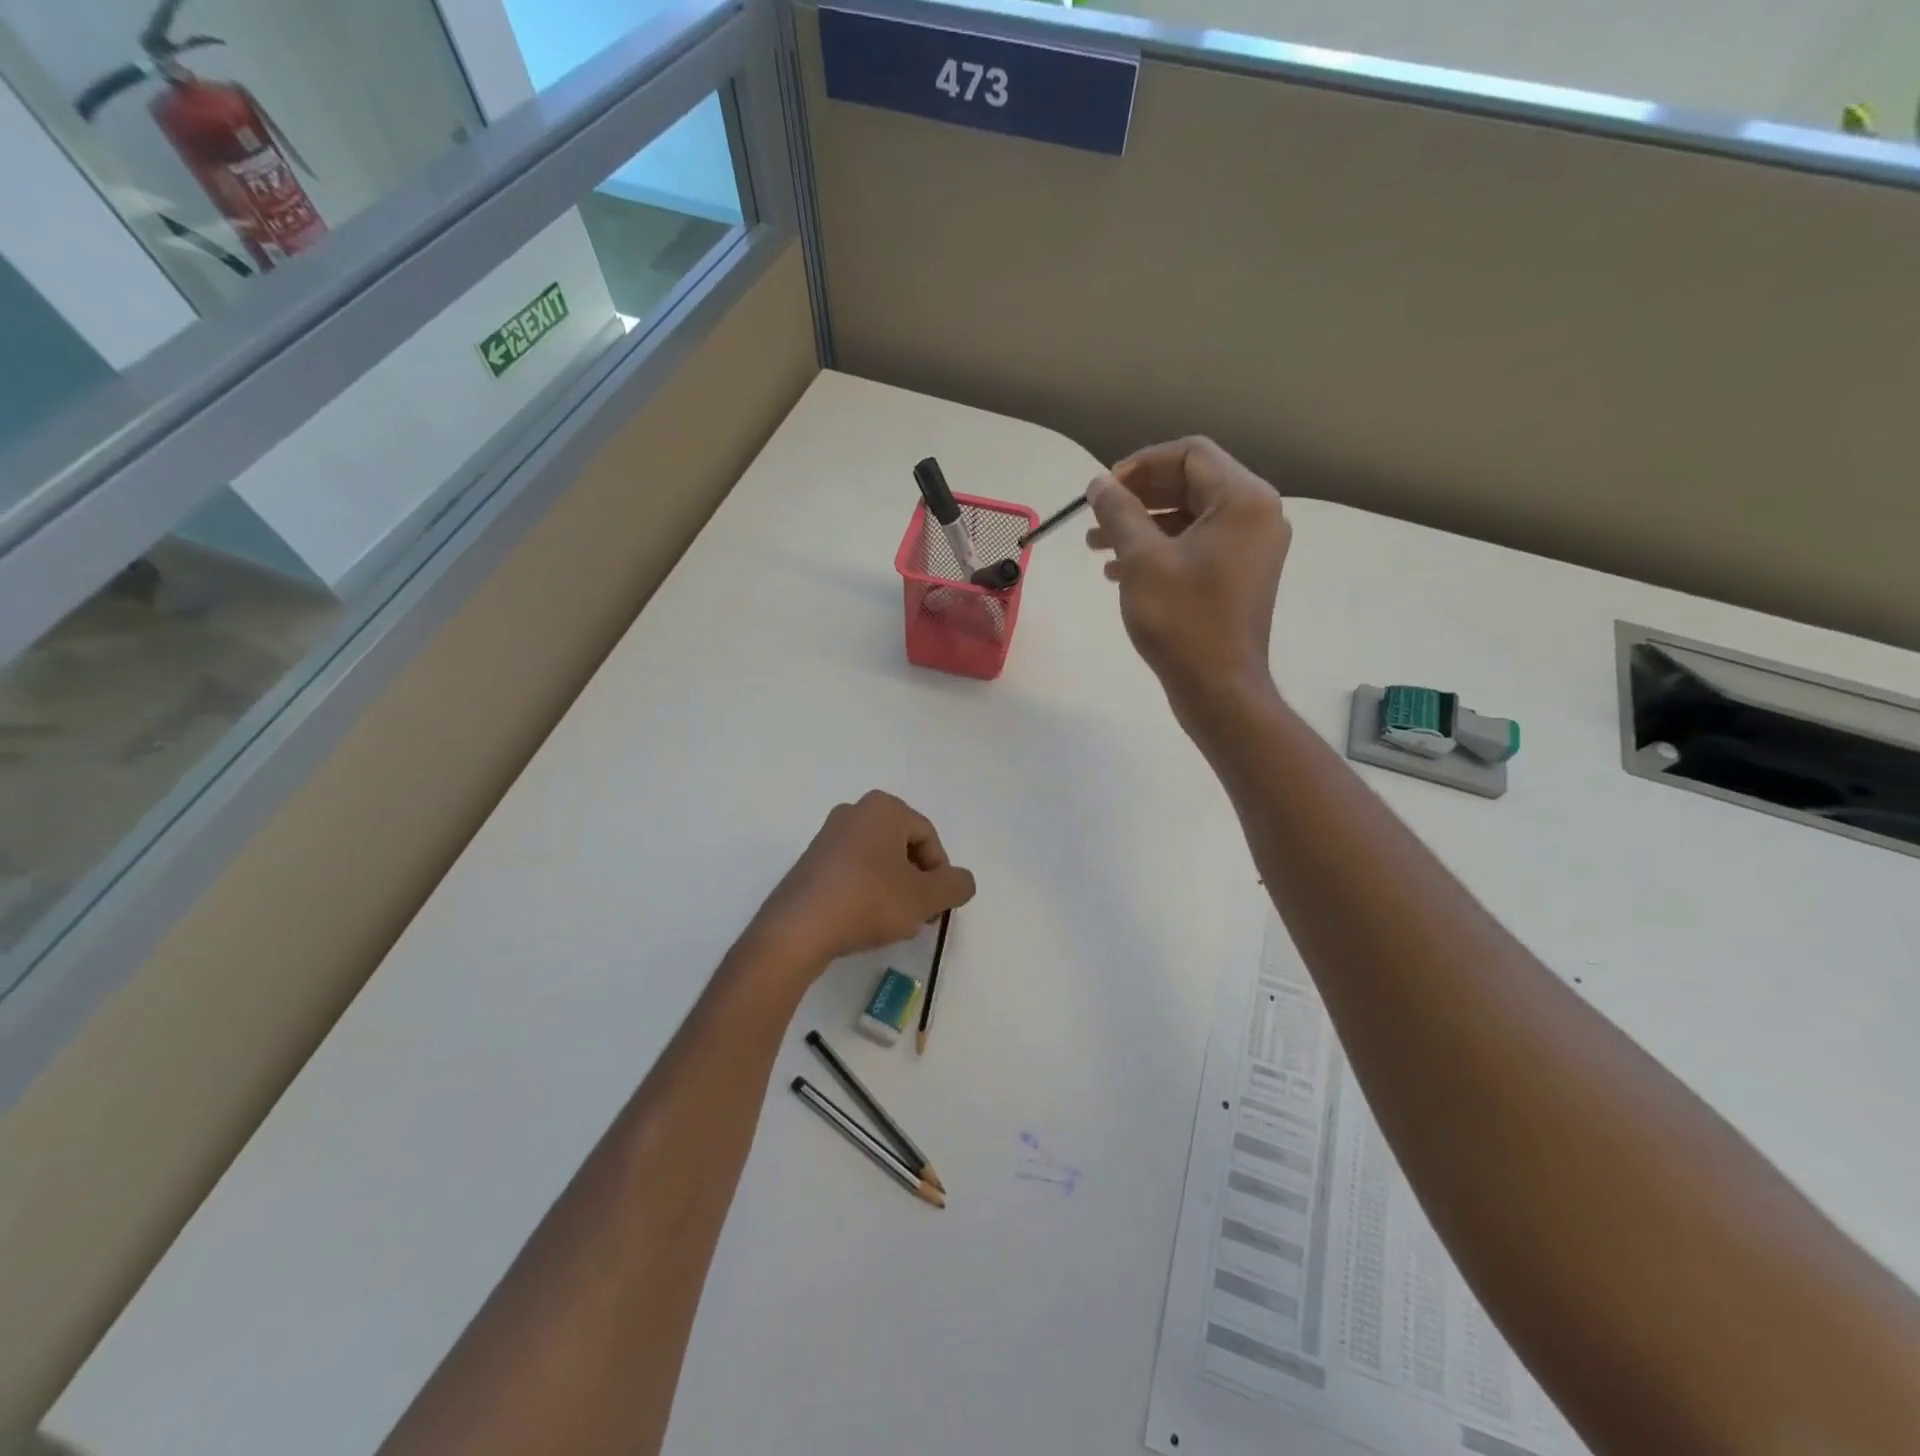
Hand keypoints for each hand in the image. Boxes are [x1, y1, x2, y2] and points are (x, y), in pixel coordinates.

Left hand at [749, 792, 976, 973]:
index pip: (929, 839)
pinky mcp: (811, 862)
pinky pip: (853, 871)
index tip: (936, 907)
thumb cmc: (869, 901)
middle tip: (920, 916)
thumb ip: (955, 885)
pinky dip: (867, 892)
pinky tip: (866, 921)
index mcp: (884, 808)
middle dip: (917, 882)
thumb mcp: (926, 898)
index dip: (940, 874)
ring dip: (895, 889)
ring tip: (895, 923)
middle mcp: (855, 812)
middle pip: (903, 847)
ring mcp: (828, 836)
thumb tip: (962, 881)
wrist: (799, 928)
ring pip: (879, 861)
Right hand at [1085, 437, 1289, 711]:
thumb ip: (1118, 511)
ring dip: (1142, 525)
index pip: (1189, 454)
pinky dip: (1159, 549)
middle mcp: (1256, 515)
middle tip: (1096, 517)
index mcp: (1243, 499)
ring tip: (1096, 546)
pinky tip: (1118, 570)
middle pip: (1190, 483)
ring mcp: (1250, 548)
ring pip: (1189, 517)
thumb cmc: (1182, 619)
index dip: (1140, 465)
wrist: (1218, 688)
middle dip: (1138, 497)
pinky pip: (1196, 545)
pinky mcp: (1239, 575)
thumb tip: (1098, 483)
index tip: (1103, 491)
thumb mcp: (1141, 559)